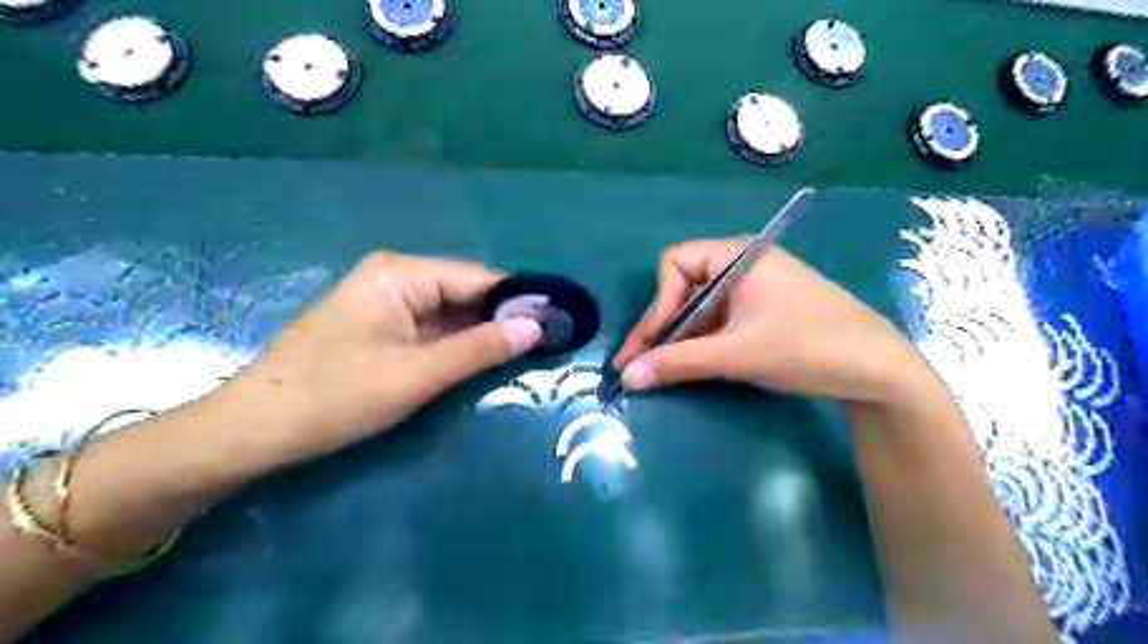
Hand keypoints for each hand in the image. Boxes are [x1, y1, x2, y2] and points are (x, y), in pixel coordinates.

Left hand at [211, 252, 542, 473]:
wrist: (253, 431)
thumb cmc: (335, 396)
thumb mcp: (417, 374)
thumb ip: (480, 348)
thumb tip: (537, 327)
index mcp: (401, 274)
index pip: (478, 278)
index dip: (518, 300)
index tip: (556, 323)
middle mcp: (396, 278)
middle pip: (465, 292)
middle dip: (501, 319)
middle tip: (545, 345)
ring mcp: (386, 303)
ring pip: (450, 313)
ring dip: (481, 334)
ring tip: (525, 354)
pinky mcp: (380, 328)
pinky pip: (431, 329)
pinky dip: (456, 345)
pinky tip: (482, 360)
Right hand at [615, 236, 935, 406]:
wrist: (879, 371)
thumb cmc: (806, 347)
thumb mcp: (735, 355)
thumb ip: (676, 363)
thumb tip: (626, 377)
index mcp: (737, 255)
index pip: (675, 263)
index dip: (659, 302)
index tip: (653, 343)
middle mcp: (743, 264)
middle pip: (684, 286)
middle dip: (662, 325)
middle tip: (638, 364)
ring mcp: (756, 288)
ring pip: (701, 306)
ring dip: (679, 337)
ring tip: (660, 370)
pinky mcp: (765, 310)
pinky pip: (720, 318)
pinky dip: (702, 341)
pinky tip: (693, 364)